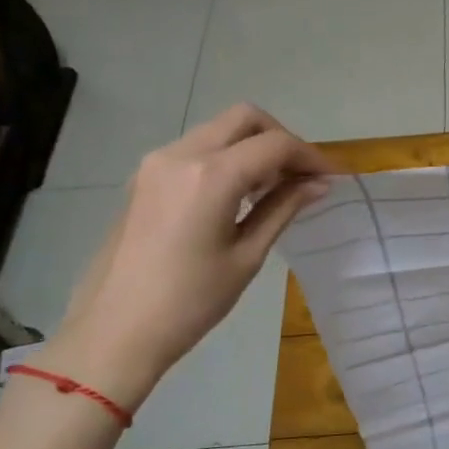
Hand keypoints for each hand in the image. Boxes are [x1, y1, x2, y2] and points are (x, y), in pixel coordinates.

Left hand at [41, 104, 335, 407]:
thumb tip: (319, 184)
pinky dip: (227, 158)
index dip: (311, 156)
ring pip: (218, 130)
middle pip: (244, 118)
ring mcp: (156, 163)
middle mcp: (181, 155)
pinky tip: (240, 194)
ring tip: (276, 188)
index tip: (333, 178)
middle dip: (281, 139)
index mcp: (211, 176)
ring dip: (253, 147)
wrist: (115, 330)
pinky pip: (196, 149)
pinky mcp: (144, 177)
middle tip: (302, 175)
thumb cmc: (190, 301)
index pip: (274, 145)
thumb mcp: (247, 256)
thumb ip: (283, 208)